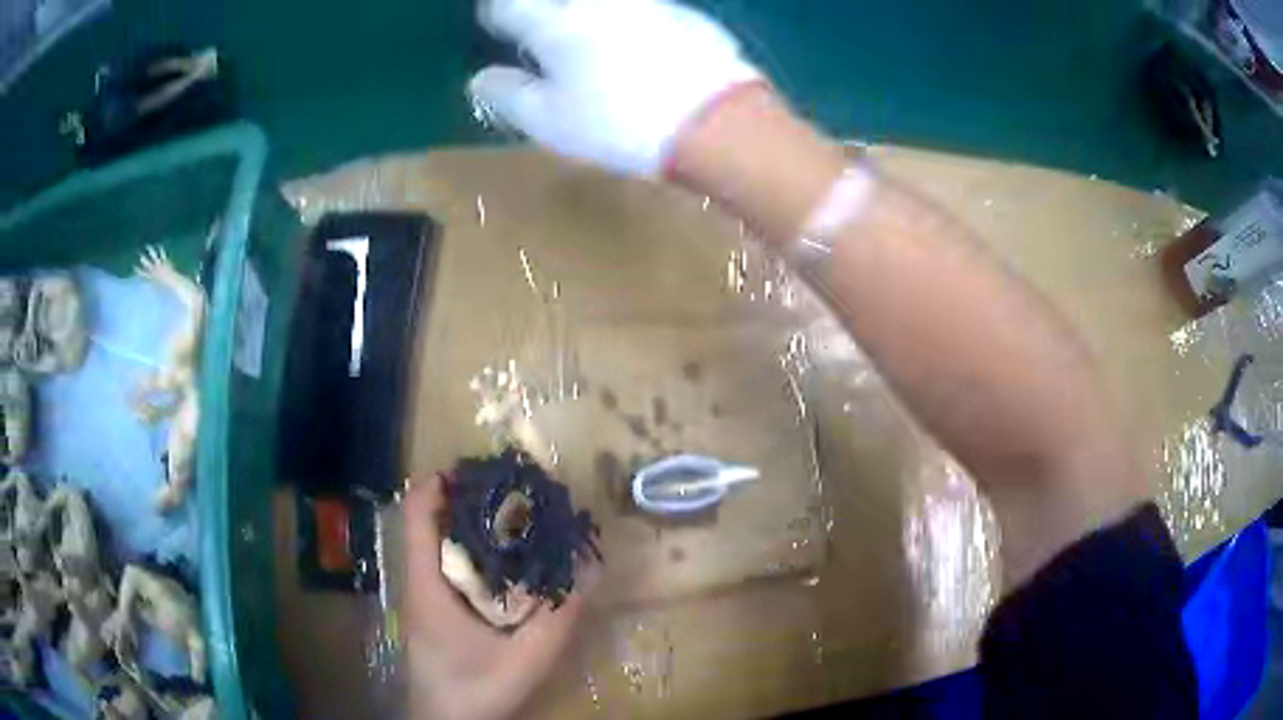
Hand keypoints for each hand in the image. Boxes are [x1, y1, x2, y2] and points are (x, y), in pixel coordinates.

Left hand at [403, 476, 590, 719]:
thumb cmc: (476, 691)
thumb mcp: (527, 658)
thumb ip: (559, 617)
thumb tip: (588, 567)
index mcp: (427, 586)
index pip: (414, 514)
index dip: (439, 483)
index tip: (481, 470)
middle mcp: (418, 583)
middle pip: (427, 521)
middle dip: (465, 499)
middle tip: (512, 493)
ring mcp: (422, 597)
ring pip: (435, 543)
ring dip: (468, 525)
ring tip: (513, 519)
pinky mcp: (431, 611)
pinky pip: (444, 567)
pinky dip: (470, 552)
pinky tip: (504, 565)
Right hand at [469, 0, 761, 176]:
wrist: (715, 121)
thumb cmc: (619, 123)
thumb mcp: (550, 122)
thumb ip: (508, 96)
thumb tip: (481, 80)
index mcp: (555, 25)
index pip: (507, 6)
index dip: (497, 14)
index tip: (497, 24)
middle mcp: (598, 2)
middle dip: (542, 9)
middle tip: (540, 28)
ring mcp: (645, 3)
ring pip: (599, 2)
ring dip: (583, 11)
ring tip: (583, 33)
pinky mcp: (683, 13)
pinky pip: (642, 8)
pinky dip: (625, 18)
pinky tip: (634, 43)